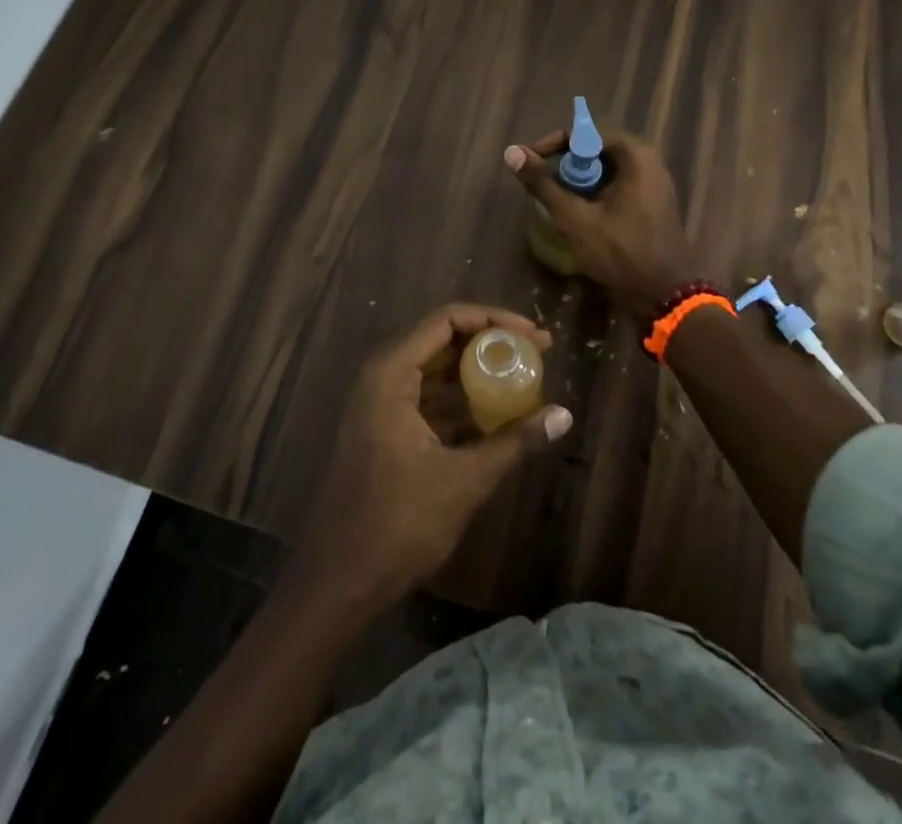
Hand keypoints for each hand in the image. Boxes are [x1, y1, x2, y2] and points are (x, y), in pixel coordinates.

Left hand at [287, 304, 573, 612]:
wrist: (337, 582)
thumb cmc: (396, 525)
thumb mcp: (463, 480)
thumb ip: (513, 442)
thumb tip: (564, 415)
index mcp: (390, 373)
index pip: (446, 320)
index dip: (493, 319)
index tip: (532, 334)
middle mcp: (381, 376)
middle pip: (441, 339)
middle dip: (490, 342)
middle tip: (537, 351)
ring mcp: (380, 403)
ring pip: (435, 369)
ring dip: (477, 371)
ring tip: (524, 377)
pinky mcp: (384, 428)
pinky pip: (428, 397)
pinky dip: (461, 400)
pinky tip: (496, 414)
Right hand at [504, 128, 698, 318]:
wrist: (665, 296)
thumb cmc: (620, 252)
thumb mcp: (575, 218)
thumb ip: (543, 183)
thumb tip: (511, 152)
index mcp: (635, 155)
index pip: (584, 134)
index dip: (552, 145)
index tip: (530, 164)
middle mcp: (648, 161)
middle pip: (595, 151)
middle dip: (565, 166)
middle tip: (542, 186)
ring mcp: (653, 184)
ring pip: (604, 171)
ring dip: (578, 183)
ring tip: (555, 201)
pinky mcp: (651, 204)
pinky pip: (617, 187)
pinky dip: (594, 195)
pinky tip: (578, 215)